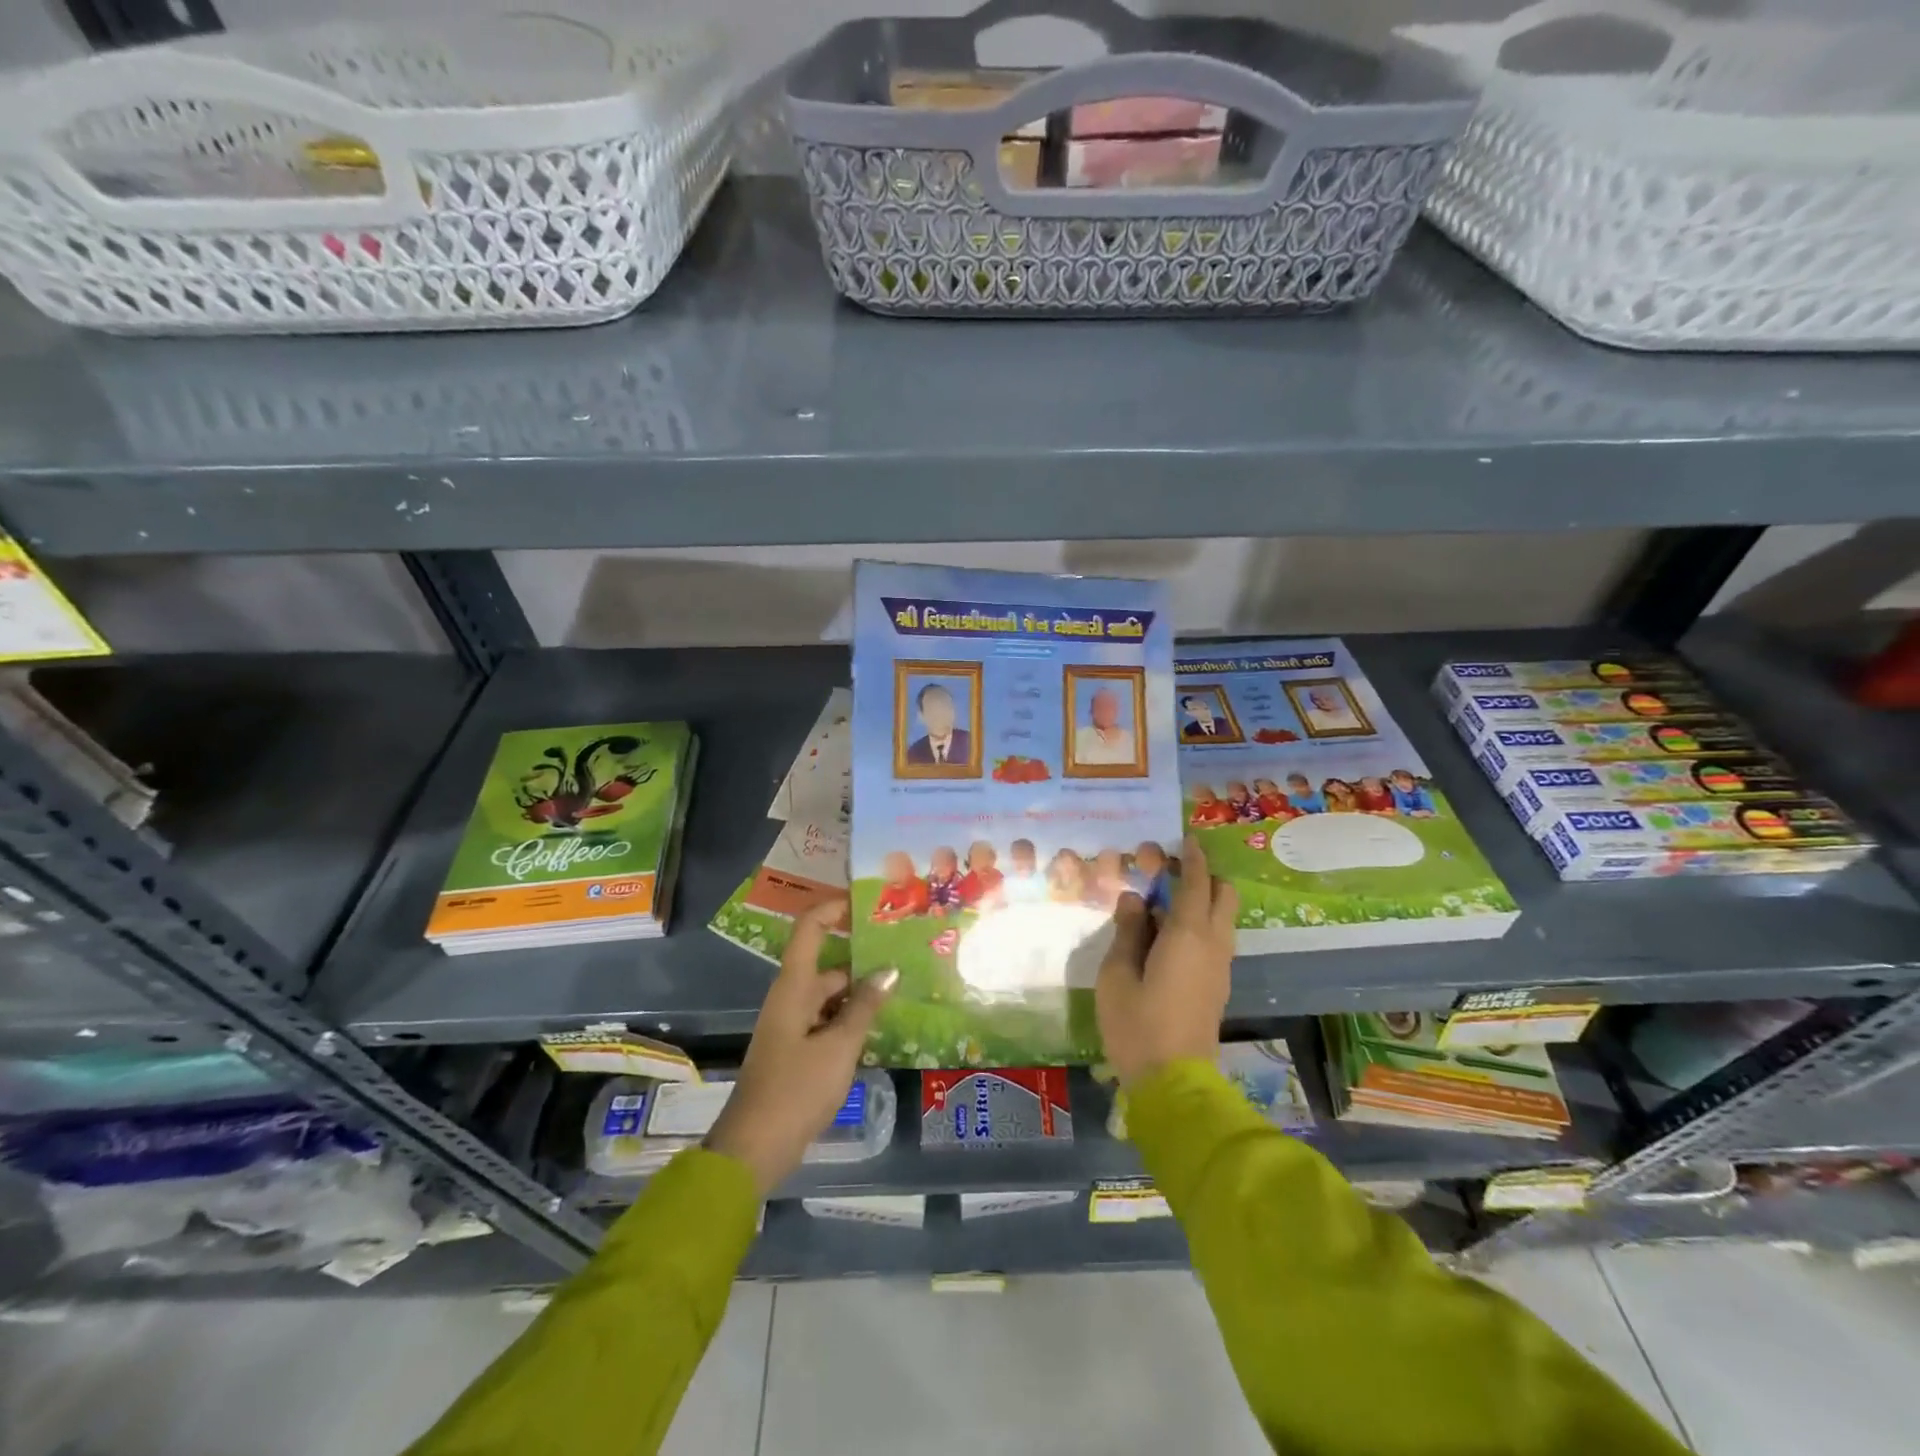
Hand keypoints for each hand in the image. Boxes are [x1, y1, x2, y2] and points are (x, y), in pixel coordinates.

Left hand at [705, 899, 896, 1195]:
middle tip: (903, 954)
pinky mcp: (797, 1049)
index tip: (869, 902)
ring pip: (830, 995)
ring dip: (860, 992)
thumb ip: (865, 1007)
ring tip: (902, 989)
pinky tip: (880, 1026)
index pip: (810, 928)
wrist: (755, 1148)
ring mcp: (793, 1025)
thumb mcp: (839, 1047)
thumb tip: (889, 970)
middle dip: (862, 958)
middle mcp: (791, 997)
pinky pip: (828, 1020)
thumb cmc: (796, 1089)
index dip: (834, 908)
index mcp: (794, 987)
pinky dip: (851, 1018)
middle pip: (827, 964)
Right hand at [1095, 837, 1236, 1086]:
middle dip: (1205, 876)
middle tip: (1171, 873)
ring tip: (1165, 905)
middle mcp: (1213, 944)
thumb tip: (1135, 899)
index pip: (1197, 882)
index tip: (1186, 839)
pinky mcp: (1218, 986)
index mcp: (1187, 934)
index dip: (1193, 857)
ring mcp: (1220, 967)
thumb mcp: (1116, 974)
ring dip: (1204, 901)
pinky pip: (1217, 939)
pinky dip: (1202, 924)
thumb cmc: (1137, 1025)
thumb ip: (1127, 931)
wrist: (1174, 1084)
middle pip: (1224, 895)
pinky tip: (1170, 937)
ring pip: (1224, 918)